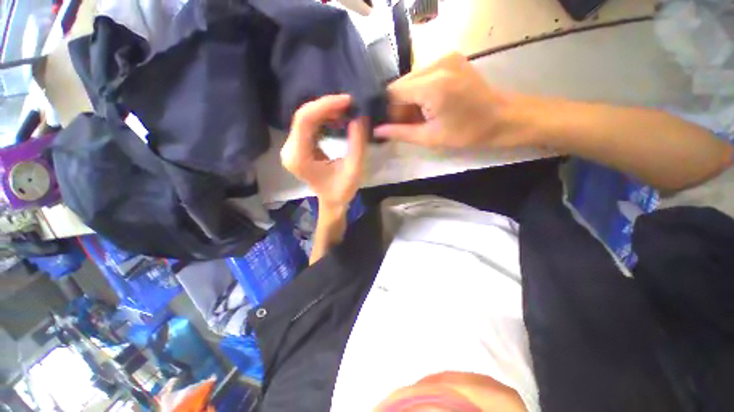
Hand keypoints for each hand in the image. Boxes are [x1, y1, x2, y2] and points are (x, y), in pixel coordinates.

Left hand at [281, 94, 367, 210]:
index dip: (325, 105)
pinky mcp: (297, 146)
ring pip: (306, 118)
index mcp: (299, 158)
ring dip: (326, 110)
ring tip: (346, 109)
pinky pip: (308, 124)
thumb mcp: (354, 169)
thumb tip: (360, 116)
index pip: (305, 121)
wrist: (332, 201)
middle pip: (303, 116)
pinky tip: (338, 117)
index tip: (347, 100)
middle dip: (327, 106)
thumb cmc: (342, 190)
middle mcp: (290, 150)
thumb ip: (357, 143)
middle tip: (350, 104)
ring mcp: (291, 147)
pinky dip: (324, 117)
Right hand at [374, 53, 531, 148]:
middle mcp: (437, 63)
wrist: (502, 117)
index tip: (387, 125)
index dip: (386, 110)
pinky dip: (419, 92)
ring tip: (418, 117)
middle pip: (401, 84)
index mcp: (433, 85)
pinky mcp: (449, 58)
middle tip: (404, 124)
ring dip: (409, 100)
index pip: (392, 92)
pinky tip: (427, 105)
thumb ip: (400, 132)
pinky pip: (422, 76)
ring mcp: (445, 57)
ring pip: (410, 80)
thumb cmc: (468, 132)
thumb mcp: (430, 138)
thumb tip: (377, 131)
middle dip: (398, 106)